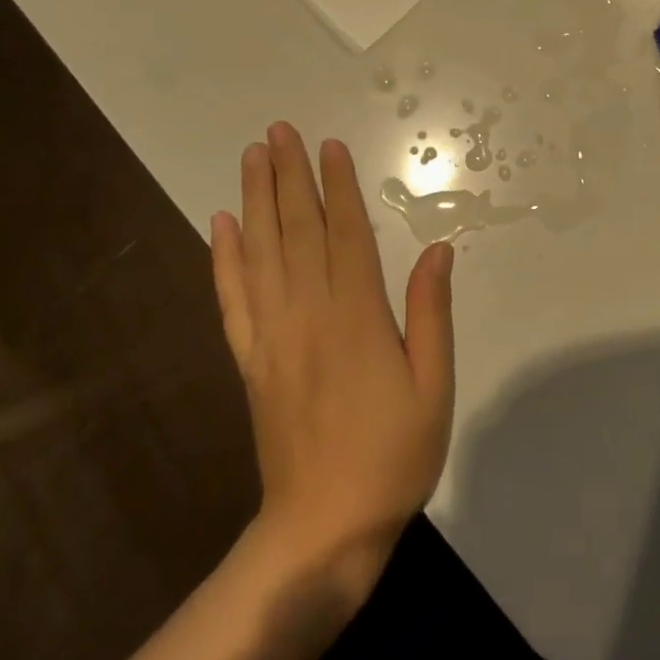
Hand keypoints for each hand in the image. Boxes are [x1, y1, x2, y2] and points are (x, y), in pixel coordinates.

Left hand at [210, 123, 455, 607]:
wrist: (323, 529)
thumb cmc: (392, 455)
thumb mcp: (434, 387)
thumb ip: (431, 313)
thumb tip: (439, 249)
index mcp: (357, 315)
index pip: (345, 233)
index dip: (337, 186)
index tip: (328, 145)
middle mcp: (308, 312)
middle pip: (297, 229)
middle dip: (288, 175)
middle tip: (279, 130)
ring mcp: (273, 334)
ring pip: (261, 251)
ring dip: (255, 199)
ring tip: (252, 156)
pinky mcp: (250, 359)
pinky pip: (232, 298)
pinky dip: (224, 258)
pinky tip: (220, 224)